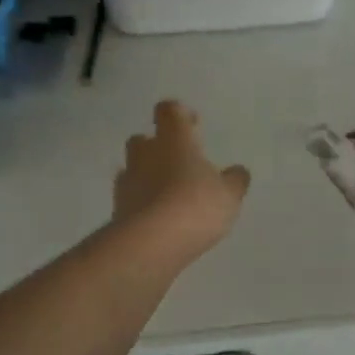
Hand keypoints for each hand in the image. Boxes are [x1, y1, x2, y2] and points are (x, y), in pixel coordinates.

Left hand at [113, 101, 250, 262]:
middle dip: (158, 147)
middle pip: (143, 139)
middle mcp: (146, 154)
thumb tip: (238, 172)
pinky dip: (142, 202)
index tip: (193, 124)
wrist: (150, 244)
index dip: (180, 114)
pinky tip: (158, 218)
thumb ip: (234, 181)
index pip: (169, 111)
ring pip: (134, 168)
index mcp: (174, 139)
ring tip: (170, 195)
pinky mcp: (117, 209)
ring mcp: (128, 181)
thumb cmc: (195, 206)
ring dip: (148, 176)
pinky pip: (131, 197)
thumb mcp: (228, 195)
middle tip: (179, 163)